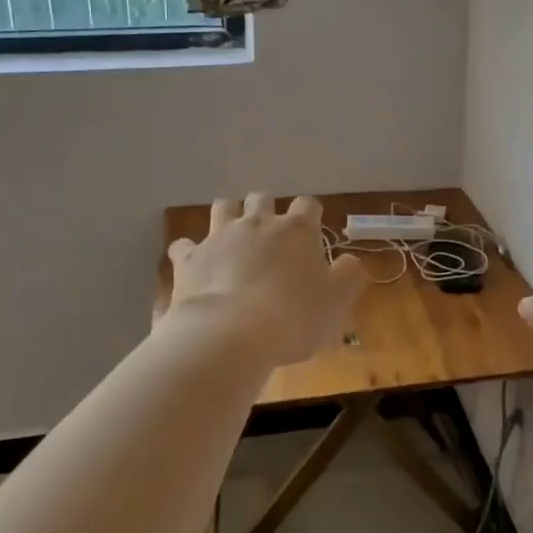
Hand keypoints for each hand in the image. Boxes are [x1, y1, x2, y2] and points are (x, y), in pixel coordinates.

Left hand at [163, 194, 365, 367]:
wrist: (230, 334)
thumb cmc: (293, 317)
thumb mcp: (336, 301)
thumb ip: (348, 275)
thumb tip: (349, 261)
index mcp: (296, 230)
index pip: (308, 205)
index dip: (310, 215)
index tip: (312, 232)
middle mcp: (257, 223)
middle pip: (261, 199)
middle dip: (266, 210)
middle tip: (270, 236)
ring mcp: (219, 237)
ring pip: (222, 207)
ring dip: (228, 217)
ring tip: (233, 238)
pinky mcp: (189, 258)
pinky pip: (184, 245)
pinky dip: (190, 251)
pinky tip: (195, 265)